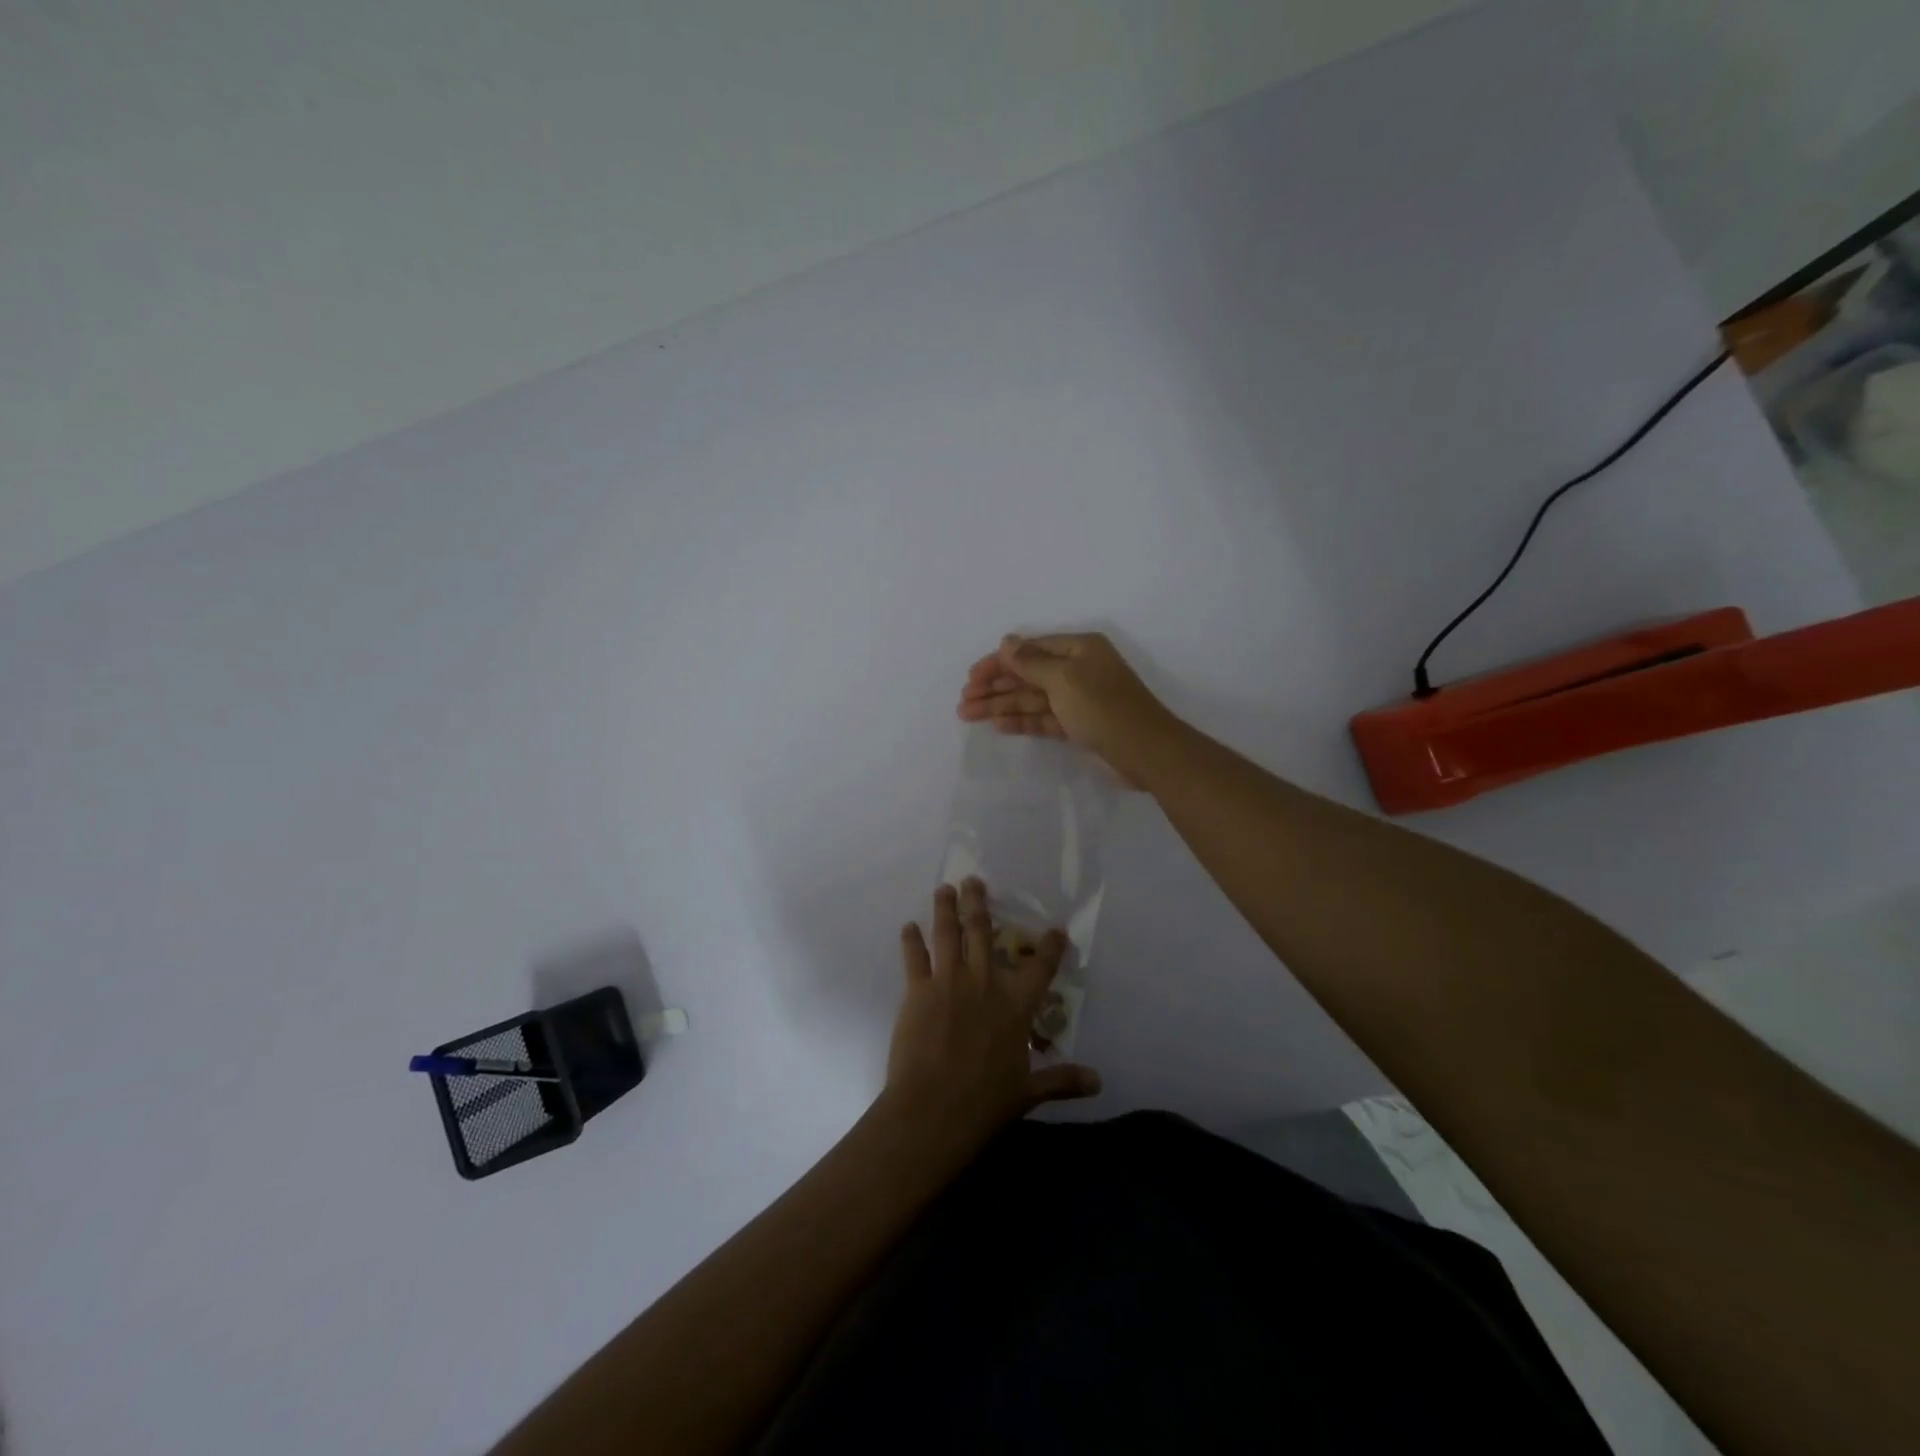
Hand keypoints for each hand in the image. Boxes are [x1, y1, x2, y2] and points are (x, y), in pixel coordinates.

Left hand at [882, 879, 1100, 1154]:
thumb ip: (1062, 1080)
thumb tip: (1098, 1081)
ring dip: (946, 908)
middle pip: (983, 931)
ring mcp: (949, 981)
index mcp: (1016, 1004)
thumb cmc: (985, 1103)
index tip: (1056, 929)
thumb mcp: (1029, 1092)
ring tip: (944, 889)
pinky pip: (915, 957)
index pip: (1041, 966)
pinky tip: (908, 927)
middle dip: (979, 903)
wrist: (933, 1110)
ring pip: (948, 933)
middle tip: (974, 881)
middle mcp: (984, 982)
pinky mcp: (918, 990)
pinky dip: (911, 940)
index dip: (1051, 945)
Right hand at [956, 632, 1175, 786]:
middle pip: (1027, 675)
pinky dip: (1021, 720)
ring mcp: (1078, 699)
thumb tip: (1006, 641)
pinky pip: (1043, 718)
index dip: (998, 662)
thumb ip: (1030, 662)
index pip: (1029, 650)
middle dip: (995, 686)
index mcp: (1078, 649)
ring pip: (1031, 698)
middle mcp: (1077, 670)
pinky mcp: (1078, 726)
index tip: (971, 678)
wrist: (1145, 751)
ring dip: (1001, 705)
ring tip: (968, 714)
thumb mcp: (1064, 679)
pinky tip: (998, 725)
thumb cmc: (1103, 707)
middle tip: (964, 701)